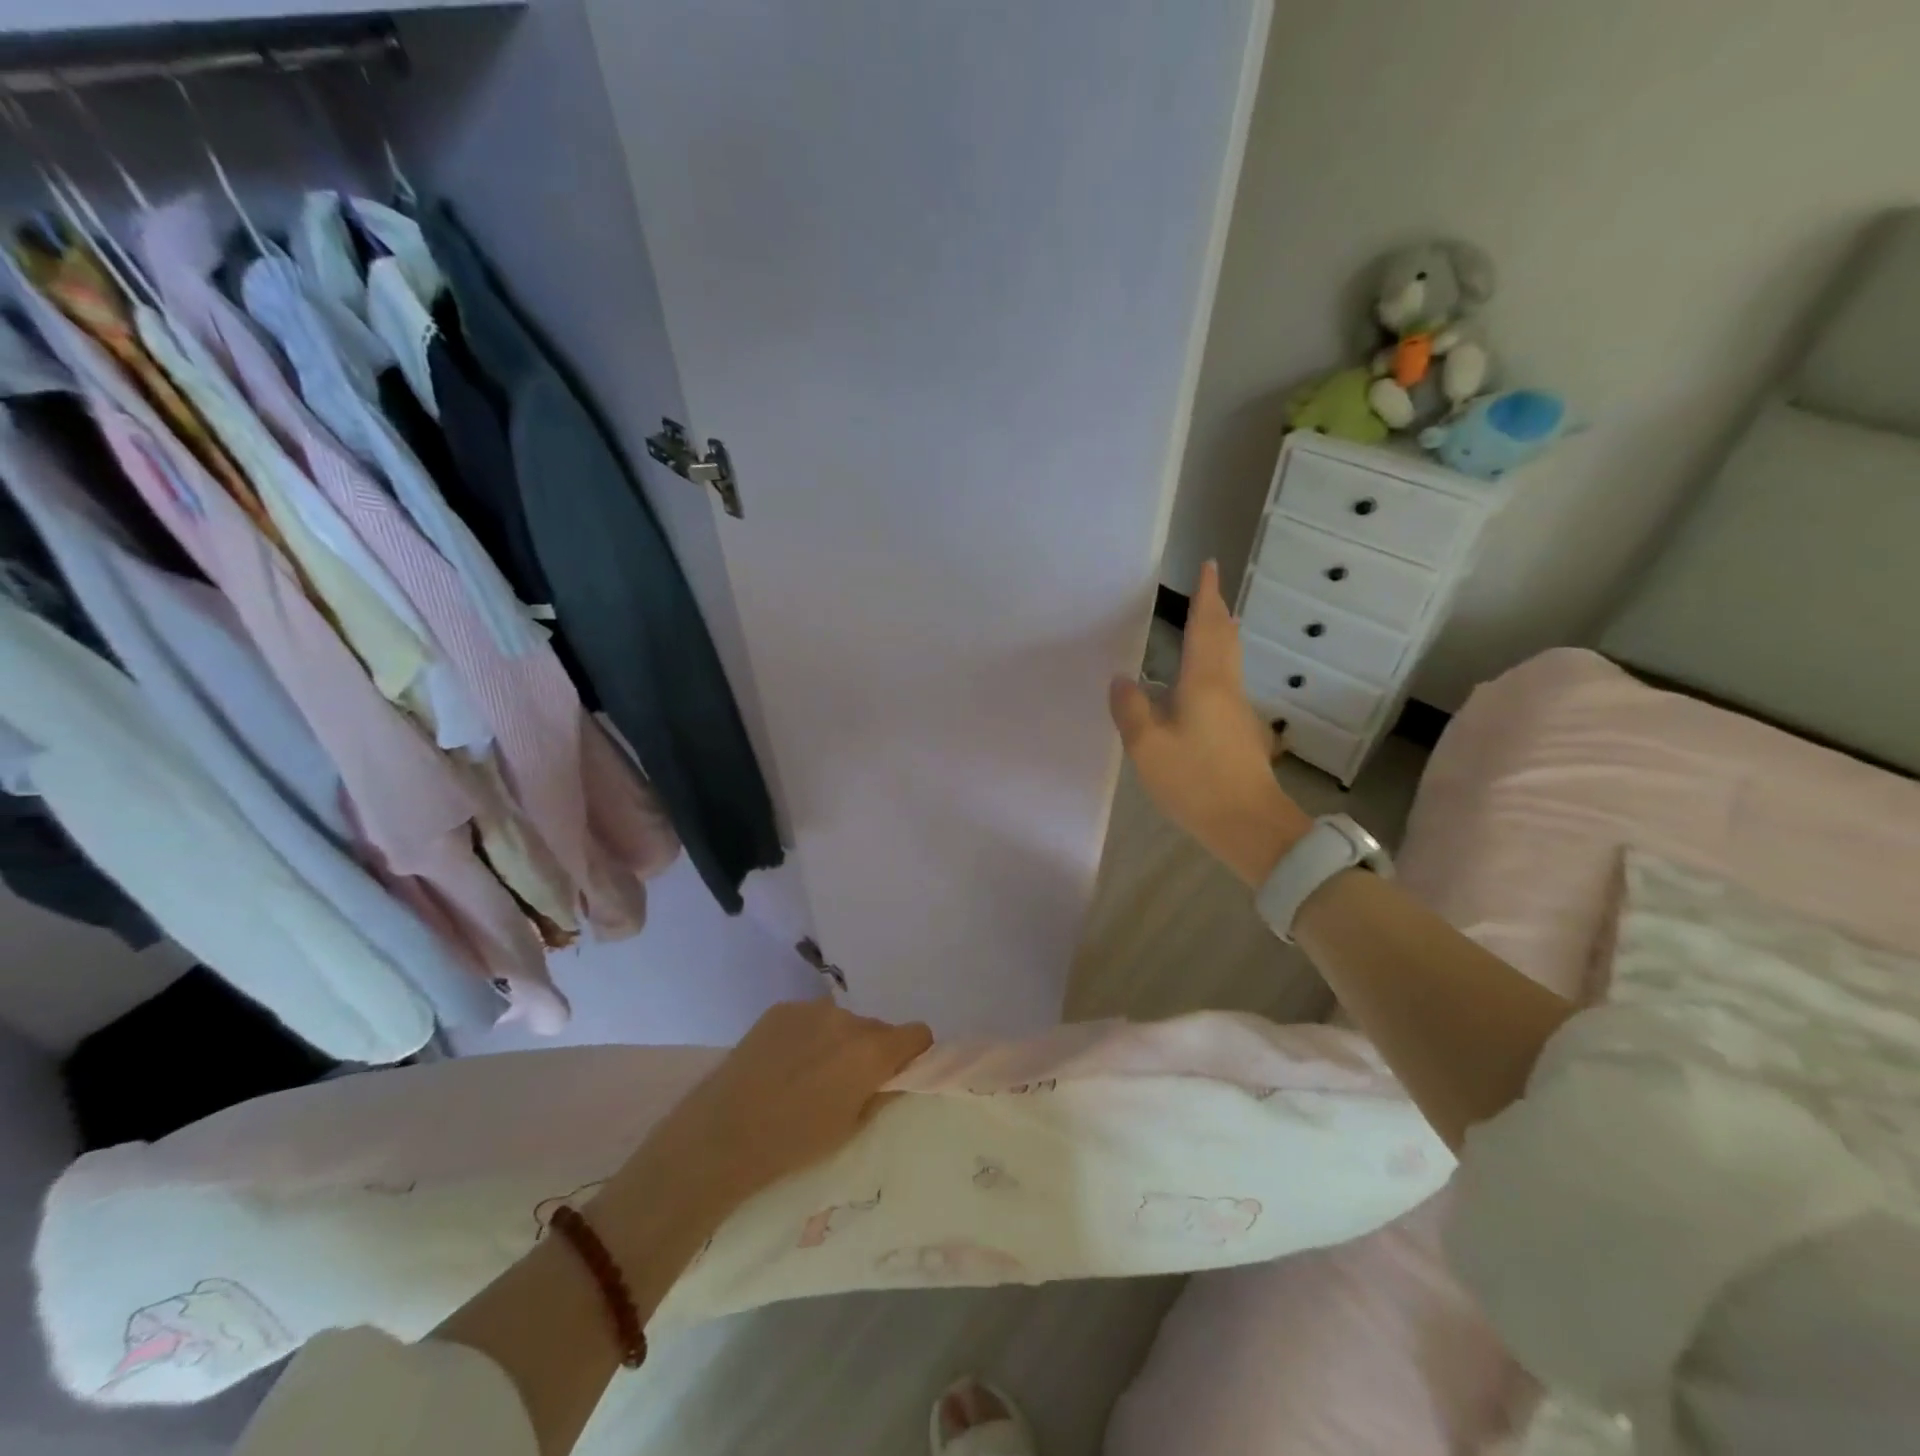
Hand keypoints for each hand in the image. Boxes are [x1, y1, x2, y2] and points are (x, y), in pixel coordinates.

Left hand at [621, 1000, 932, 1223]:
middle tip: (847, 1085)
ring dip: (838, 1042)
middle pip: (877, 1028)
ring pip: (842, 1022)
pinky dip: (808, 1036)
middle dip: (872, 1051)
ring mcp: (810, 1009)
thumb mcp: (851, 1129)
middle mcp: (847, 1018)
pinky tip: (784, 1065)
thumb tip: (895, 1076)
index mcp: (871, 1050)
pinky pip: (810, 1019)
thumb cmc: (792, 1144)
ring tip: (809, 1076)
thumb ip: (881, 1094)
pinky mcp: (780, 1009)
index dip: (914, 1054)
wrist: (721, 1136)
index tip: (898, 1075)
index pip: (917, 1033)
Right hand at [1110, 561, 1312, 885]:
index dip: (1206, 595)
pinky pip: (1225, 686)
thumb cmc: (1196, 781)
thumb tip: (1122, 679)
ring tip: (1210, 627)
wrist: (1250, 825)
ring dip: (1220, 638)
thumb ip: (1131, 709)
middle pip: (1226, 639)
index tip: (1210, 566)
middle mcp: (1226, 688)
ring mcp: (1238, 712)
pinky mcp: (1241, 734)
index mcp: (1204, 682)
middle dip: (1218, 612)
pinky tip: (1200, 685)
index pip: (1206, 626)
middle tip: (1210, 592)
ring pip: (1229, 662)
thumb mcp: (1147, 747)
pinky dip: (1215, 668)